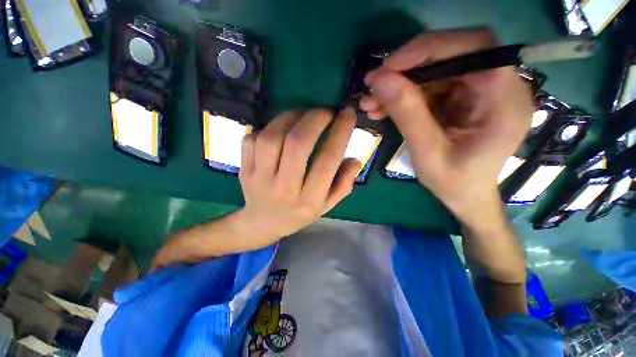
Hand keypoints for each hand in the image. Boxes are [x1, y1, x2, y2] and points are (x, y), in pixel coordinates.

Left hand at [238, 108, 360, 243]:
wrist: (263, 223)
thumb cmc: (299, 214)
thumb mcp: (327, 205)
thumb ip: (343, 184)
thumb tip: (354, 159)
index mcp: (309, 200)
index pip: (328, 161)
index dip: (340, 132)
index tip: (348, 114)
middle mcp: (284, 189)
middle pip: (298, 144)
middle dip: (315, 119)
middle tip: (325, 111)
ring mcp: (260, 179)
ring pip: (272, 138)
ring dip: (290, 117)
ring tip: (302, 115)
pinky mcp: (244, 171)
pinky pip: (251, 140)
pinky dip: (267, 127)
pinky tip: (279, 130)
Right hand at [361, 29, 532, 228]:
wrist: (465, 196)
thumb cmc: (453, 183)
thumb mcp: (427, 153)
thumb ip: (407, 115)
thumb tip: (379, 80)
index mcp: (504, 101)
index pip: (475, 48)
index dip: (429, 49)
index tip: (389, 68)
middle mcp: (499, 87)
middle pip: (452, 54)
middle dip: (408, 68)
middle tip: (374, 84)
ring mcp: (479, 91)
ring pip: (435, 71)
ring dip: (399, 84)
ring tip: (370, 102)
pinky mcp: (462, 98)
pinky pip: (429, 86)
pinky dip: (403, 95)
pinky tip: (381, 109)